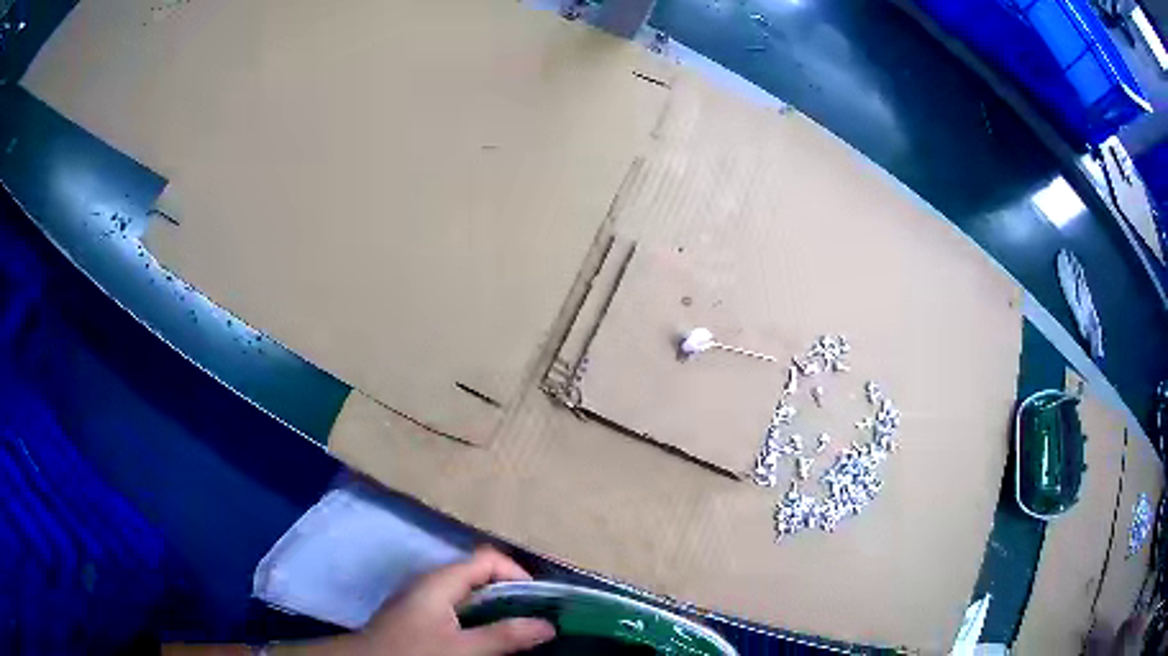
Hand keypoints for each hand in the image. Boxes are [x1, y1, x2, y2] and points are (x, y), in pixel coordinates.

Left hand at [355, 547, 555, 655]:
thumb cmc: (412, 652)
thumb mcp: (461, 649)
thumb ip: (503, 636)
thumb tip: (548, 625)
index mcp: (441, 580)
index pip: (488, 559)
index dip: (517, 574)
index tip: (539, 602)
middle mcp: (431, 581)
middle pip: (479, 574)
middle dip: (510, 592)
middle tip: (535, 618)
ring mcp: (422, 597)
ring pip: (468, 593)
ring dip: (495, 607)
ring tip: (517, 629)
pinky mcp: (417, 614)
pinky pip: (456, 606)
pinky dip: (477, 617)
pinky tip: (485, 637)